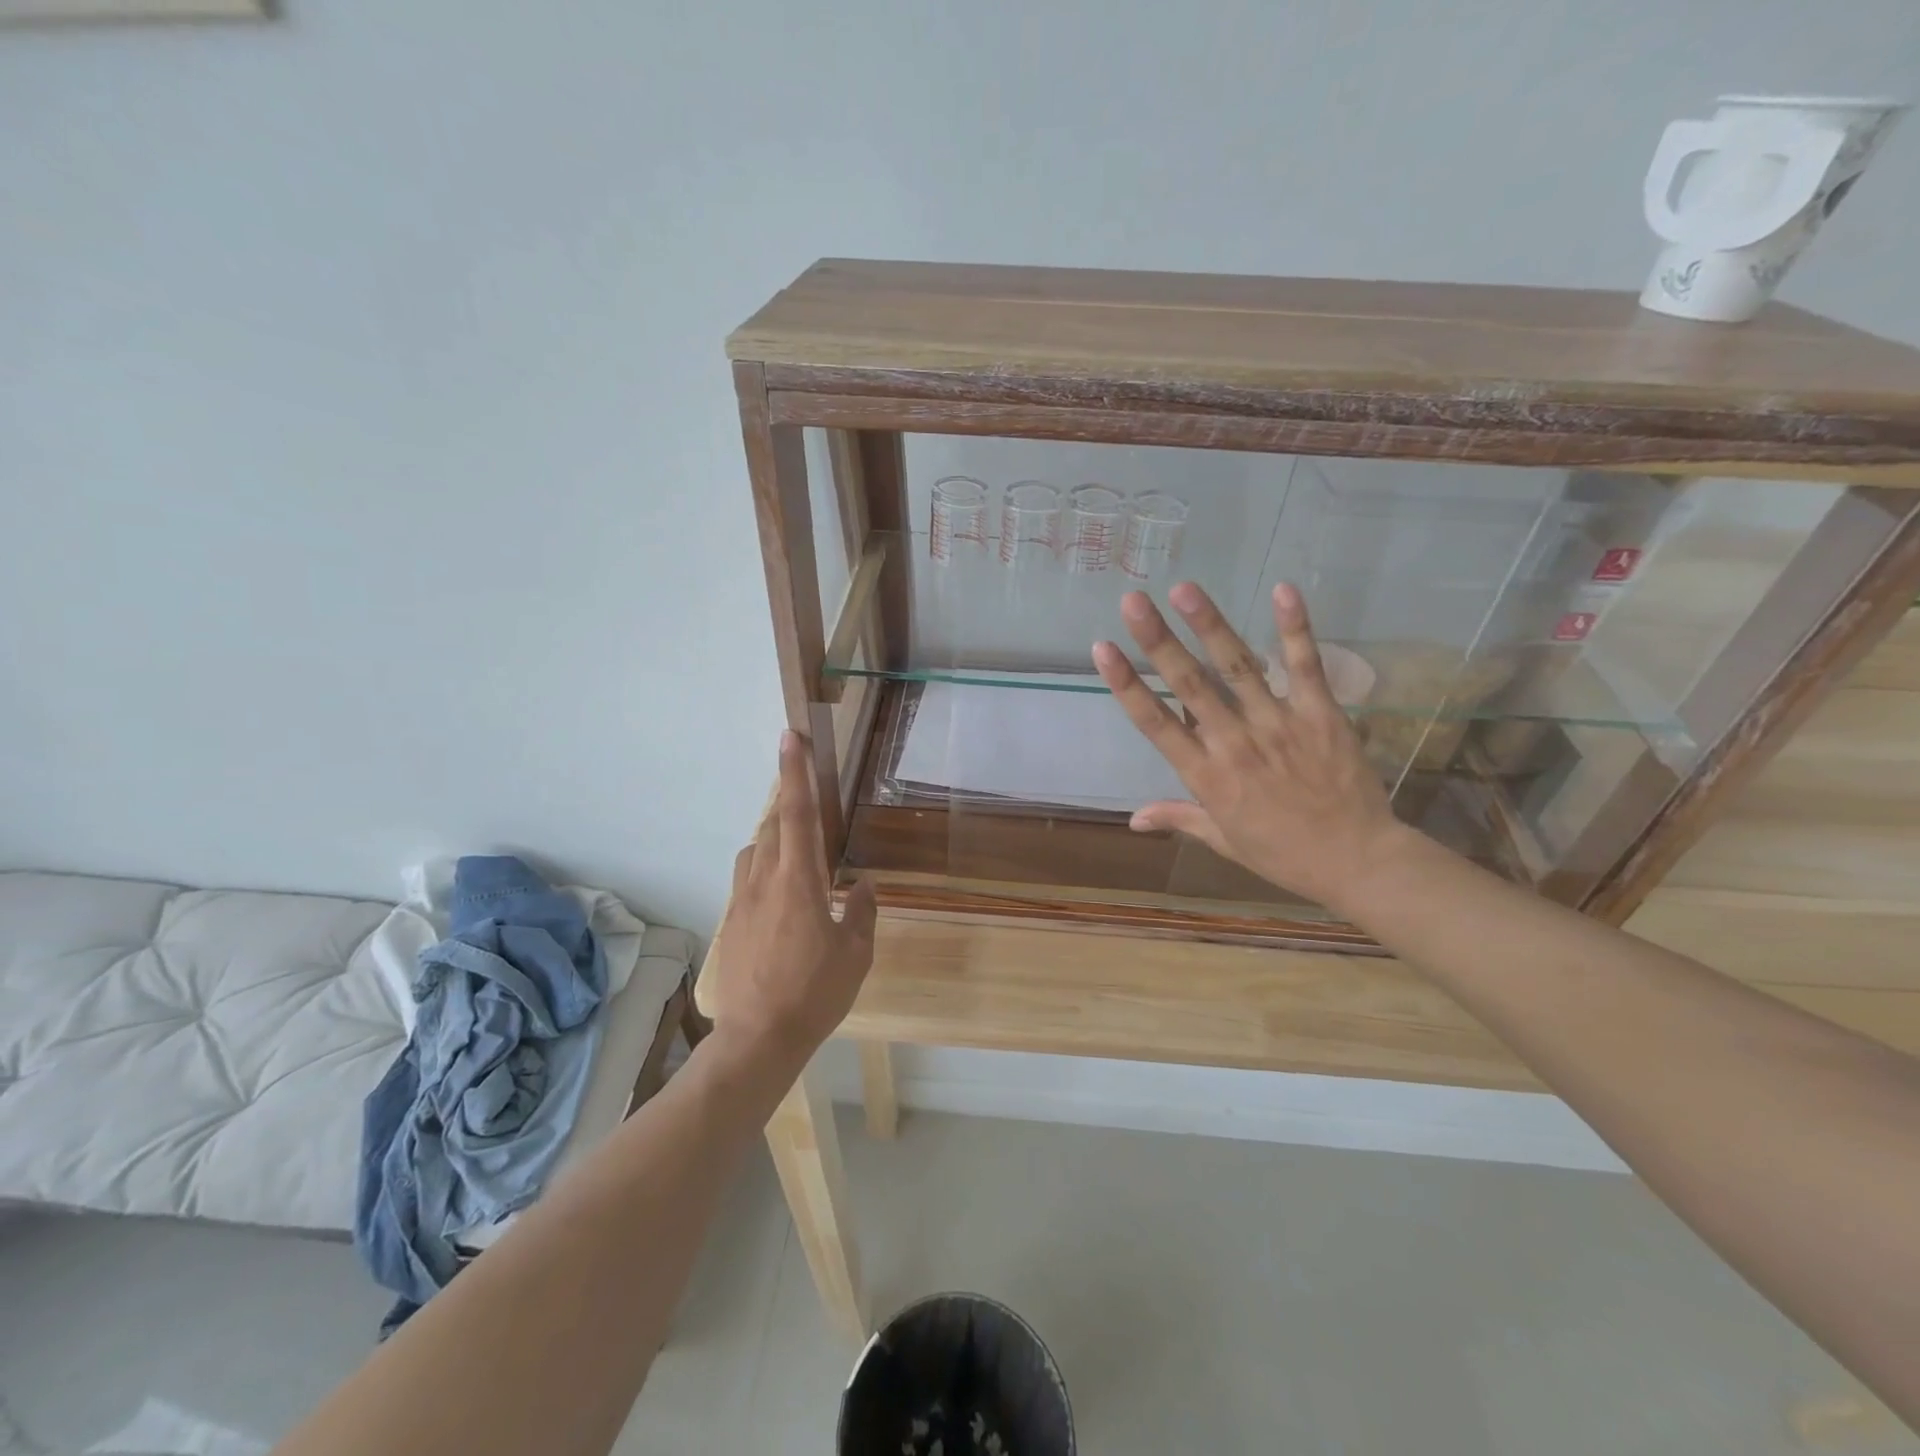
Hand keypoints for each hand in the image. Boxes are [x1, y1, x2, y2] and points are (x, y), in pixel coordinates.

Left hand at [708, 731, 877, 1063]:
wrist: (758, 1038)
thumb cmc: (815, 993)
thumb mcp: (855, 955)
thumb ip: (861, 912)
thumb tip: (863, 885)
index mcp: (799, 880)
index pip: (796, 812)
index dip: (795, 771)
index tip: (790, 736)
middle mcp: (765, 880)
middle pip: (772, 825)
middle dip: (788, 806)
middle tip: (810, 808)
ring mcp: (742, 900)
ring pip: (755, 849)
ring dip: (775, 840)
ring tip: (800, 859)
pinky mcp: (731, 920)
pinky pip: (748, 878)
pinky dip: (765, 870)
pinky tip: (783, 900)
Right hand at [1092, 581, 1410, 913]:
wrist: (1357, 861)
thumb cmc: (1283, 853)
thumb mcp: (1224, 840)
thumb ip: (1179, 817)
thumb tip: (1133, 818)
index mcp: (1207, 776)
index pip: (1156, 723)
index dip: (1127, 684)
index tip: (1103, 648)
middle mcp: (1235, 743)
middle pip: (1190, 684)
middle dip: (1158, 641)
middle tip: (1133, 601)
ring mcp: (1279, 724)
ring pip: (1238, 667)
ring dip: (1210, 625)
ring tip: (1185, 589)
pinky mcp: (1321, 714)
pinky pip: (1305, 666)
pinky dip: (1295, 628)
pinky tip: (1283, 590)